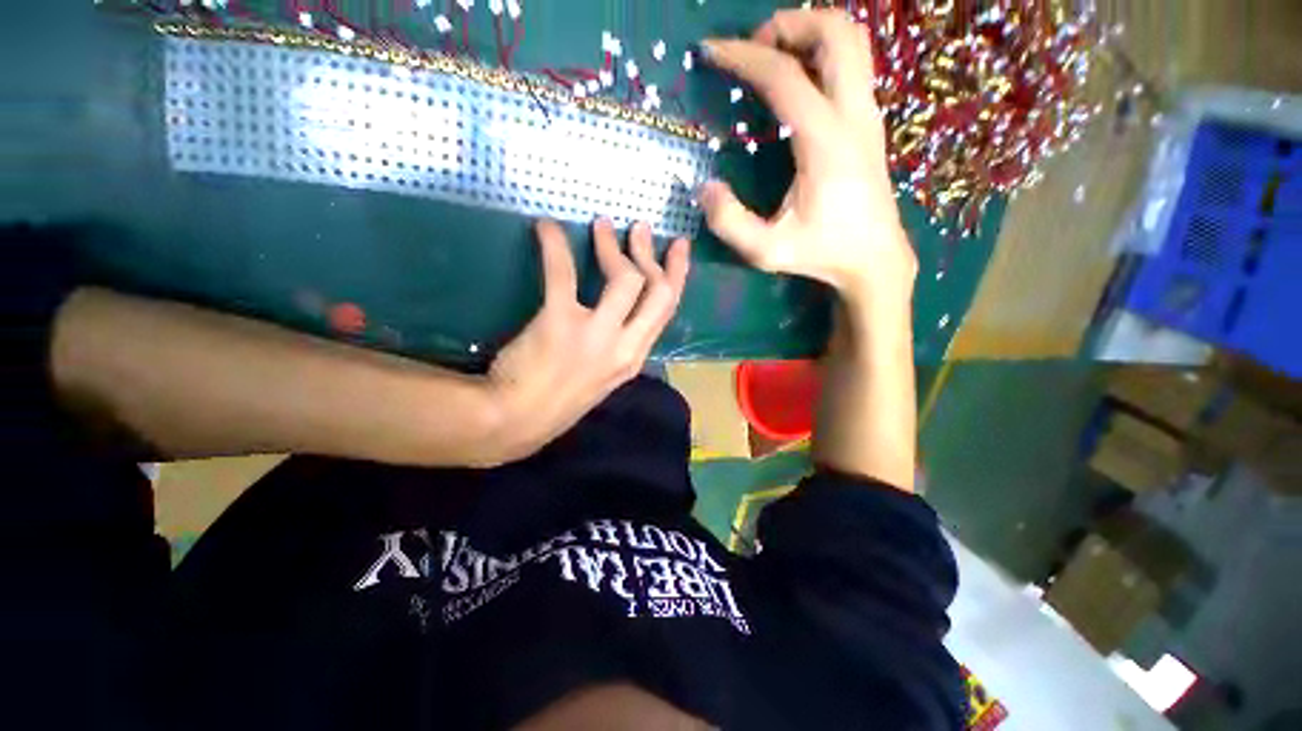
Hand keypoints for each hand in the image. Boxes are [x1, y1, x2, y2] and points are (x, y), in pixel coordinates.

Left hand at [486, 219, 689, 460]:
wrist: (515, 422)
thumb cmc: (557, 402)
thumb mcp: (601, 378)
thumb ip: (616, 348)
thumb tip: (618, 314)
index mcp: (634, 359)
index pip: (667, 312)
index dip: (677, 276)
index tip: (678, 250)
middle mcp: (625, 347)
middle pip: (657, 292)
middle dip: (653, 256)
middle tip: (640, 229)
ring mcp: (596, 335)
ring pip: (626, 280)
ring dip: (613, 248)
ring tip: (602, 226)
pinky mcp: (560, 322)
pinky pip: (564, 274)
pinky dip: (555, 246)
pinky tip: (546, 229)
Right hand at [700, 9, 915, 309]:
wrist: (874, 258)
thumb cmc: (822, 253)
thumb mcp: (767, 251)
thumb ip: (730, 223)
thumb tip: (705, 188)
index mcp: (826, 142)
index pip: (784, 76)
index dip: (743, 57)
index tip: (711, 52)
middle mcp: (853, 115)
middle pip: (836, 32)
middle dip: (789, 24)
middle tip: (753, 46)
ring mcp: (868, 114)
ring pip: (852, 40)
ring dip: (810, 32)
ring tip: (773, 54)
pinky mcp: (870, 121)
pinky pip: (853, 63)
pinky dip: (823, 53)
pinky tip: (798, 78)